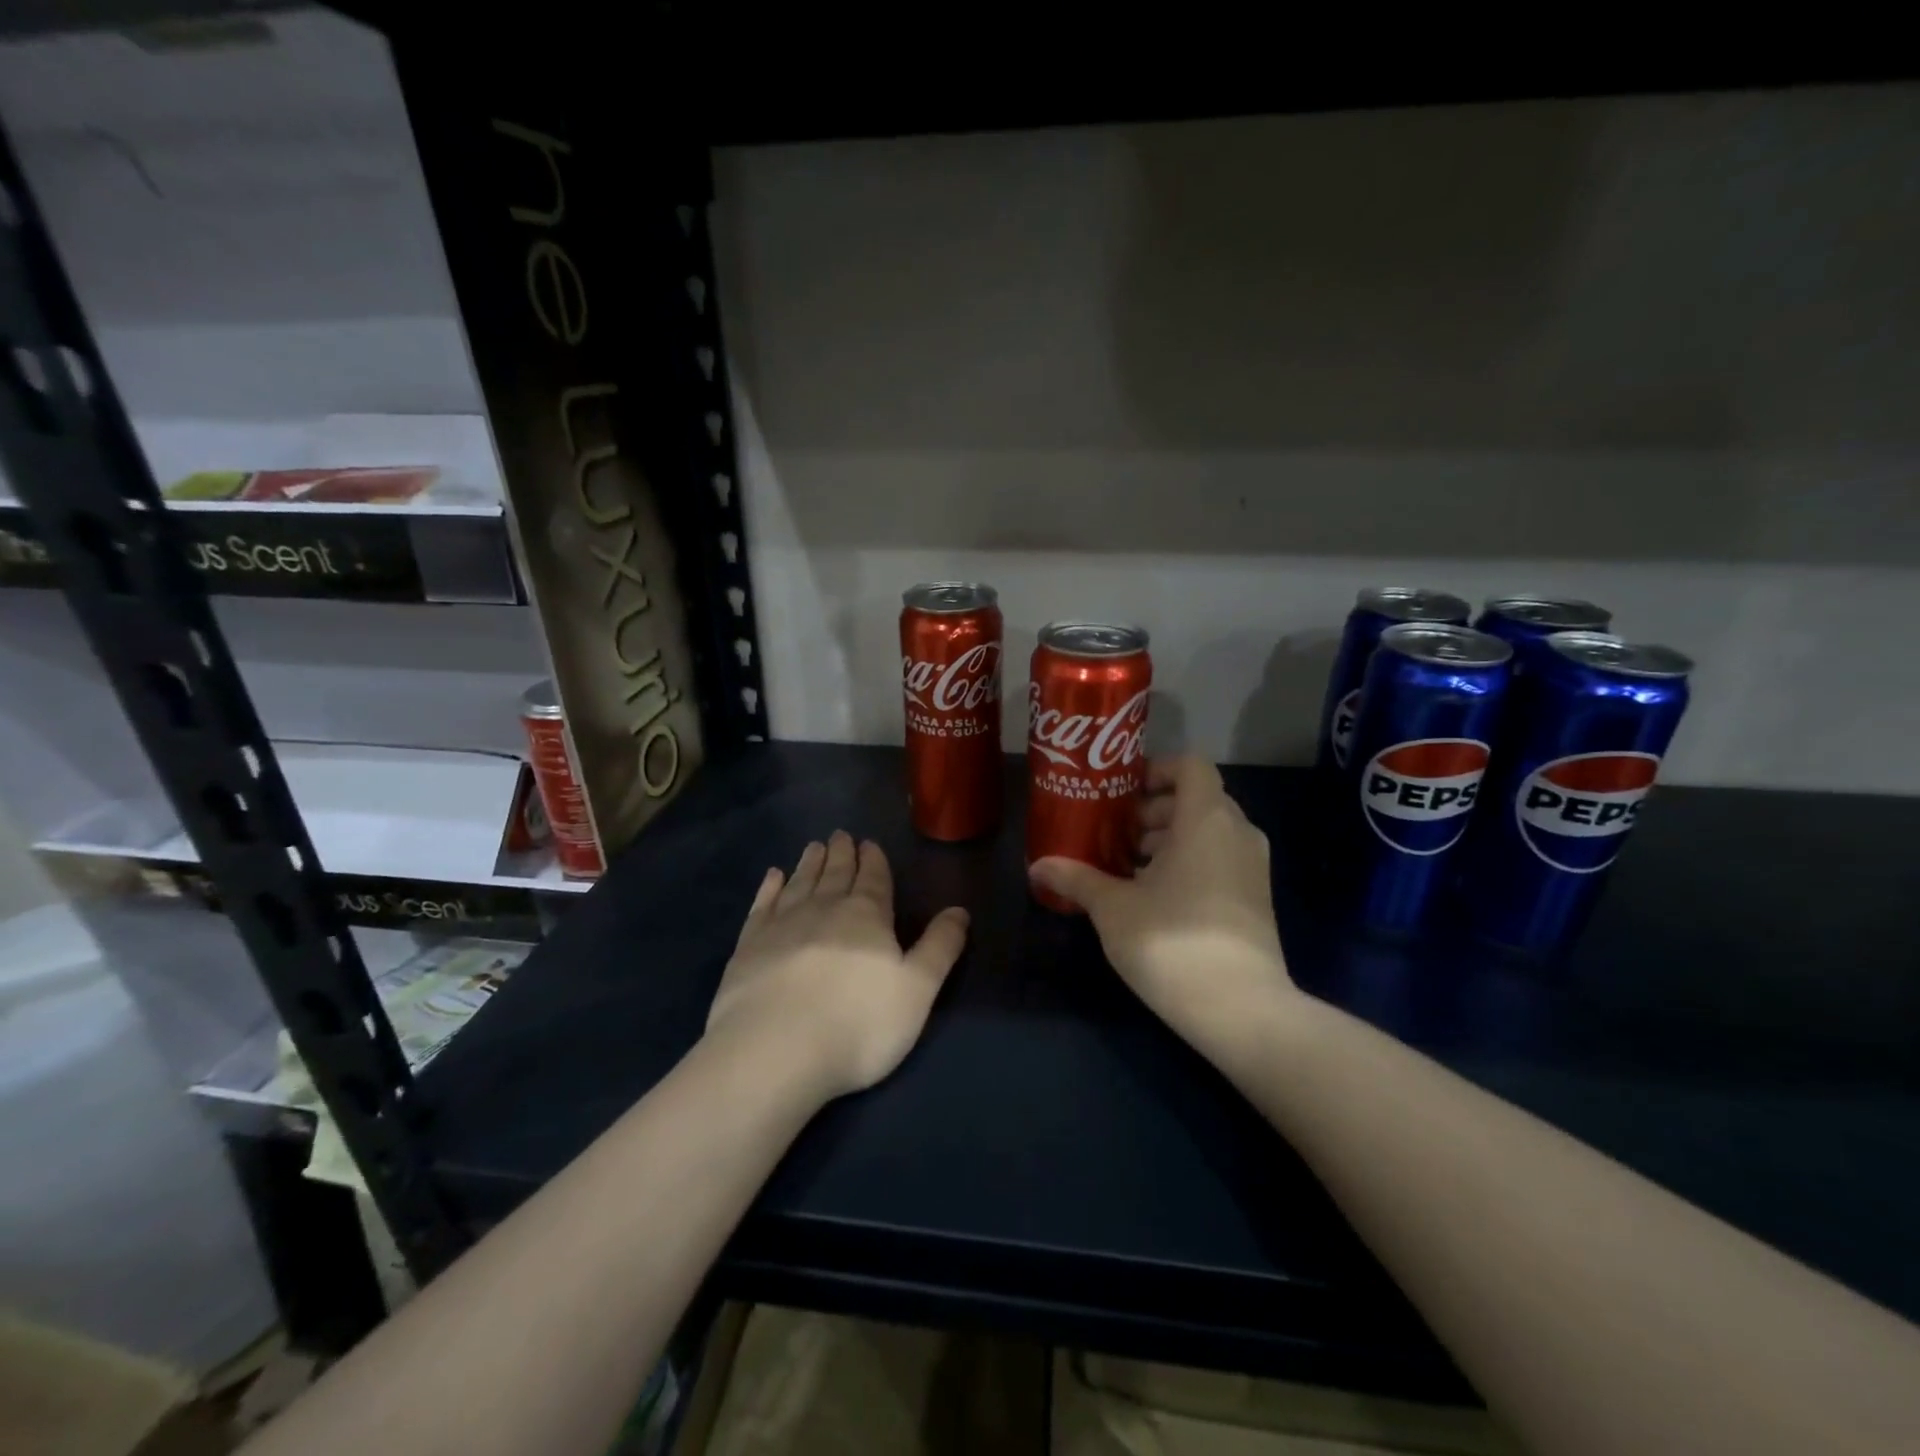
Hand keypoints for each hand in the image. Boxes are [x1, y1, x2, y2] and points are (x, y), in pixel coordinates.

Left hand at [707, 832, 968, 1100]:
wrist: (774, 1050)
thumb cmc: (858, 1023)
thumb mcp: (917, 989)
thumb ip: (939, 947)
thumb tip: (960, 910)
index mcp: (867, 916)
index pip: (874, 879)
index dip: (873, 860)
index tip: (868, 843)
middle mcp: (824, 909)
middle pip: (836, 874)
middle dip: (841, 854)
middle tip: (840, 835)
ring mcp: (782, 925)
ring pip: (801, 883)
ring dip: (810, 864)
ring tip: (814, 847)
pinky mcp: (748, 945)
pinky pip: (763, 905)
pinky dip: (769, 888)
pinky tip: (773, 877)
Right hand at [1029, 756, 1296, 1057]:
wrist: (1241, 1011)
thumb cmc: (1172, 941)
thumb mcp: (1113, 908)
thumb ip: (1077, 879)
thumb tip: (1037, 866)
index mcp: (1206, 820)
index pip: (1190, 766)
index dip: (1156, 770)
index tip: (1122, 792)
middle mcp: (1237, 833)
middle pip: (1196, 800)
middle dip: (1153, 811)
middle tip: (1114, 833)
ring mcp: (1253, 868)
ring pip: (1208, 833)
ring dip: (1168, 840)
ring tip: (1126, 866)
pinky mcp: (1256, 900)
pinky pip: (1220, 860)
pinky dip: (1189, 863)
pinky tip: (1153, 897)